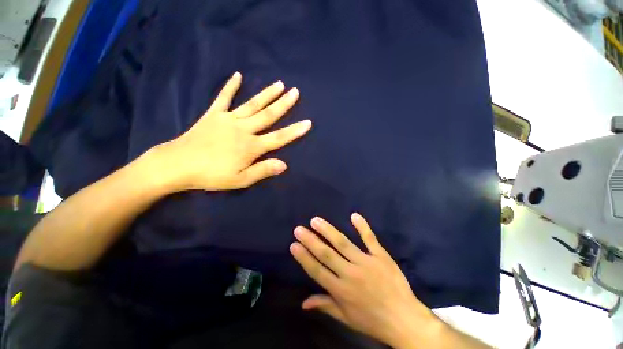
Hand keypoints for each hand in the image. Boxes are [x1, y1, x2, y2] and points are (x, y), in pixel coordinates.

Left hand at [155, 71, 310, 191]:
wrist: (178, 165)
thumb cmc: (212, 175)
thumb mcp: (241, 180)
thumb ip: (263, 170)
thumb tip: (284, 164)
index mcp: (251, 146)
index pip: (279, 138)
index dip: (294, 131)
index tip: (308, 122)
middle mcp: (244, 129)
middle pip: (268, 115)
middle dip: (284, 104)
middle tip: (295, 92)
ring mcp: (228, 120)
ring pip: (252, 104)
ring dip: (266, 94)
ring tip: (279, 84)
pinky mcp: (213, 115)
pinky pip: (223, 98)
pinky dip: (230, 87)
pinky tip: (238, 75)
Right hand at [290, 214, 439, 347]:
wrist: (404, 320)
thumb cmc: (372, 320)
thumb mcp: (346, 318)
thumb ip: (325, 306)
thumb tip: (303, 303)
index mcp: (341, 291)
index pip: (317, 271)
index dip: (304, 257)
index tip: (294, 245)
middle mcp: (350, 274)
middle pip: (326, 254)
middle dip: (311, 240)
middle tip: (299, 228)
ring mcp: (366, 263)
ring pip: (343, 244)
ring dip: (328, 231)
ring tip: (316, 220)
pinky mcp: (380, 256)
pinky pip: (370, 239)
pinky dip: (362, 227)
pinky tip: (354, 215)